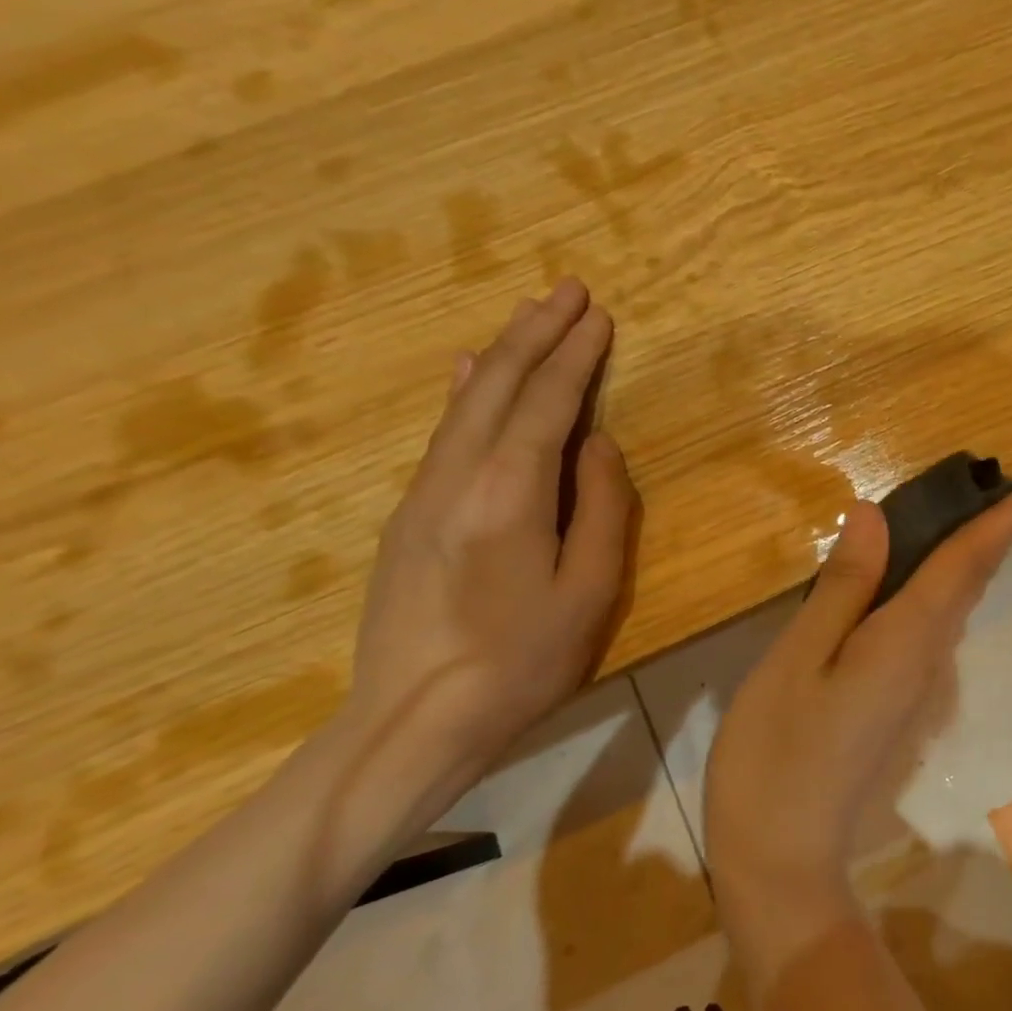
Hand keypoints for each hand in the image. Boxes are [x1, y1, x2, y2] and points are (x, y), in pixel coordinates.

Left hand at [346, 279, 637, 789]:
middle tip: (567, 291)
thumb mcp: (590, 592)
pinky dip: (464, 391)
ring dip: (502, 353)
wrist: (413, 720)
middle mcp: (459, 476)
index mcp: (511, 493)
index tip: (599, 315)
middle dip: (536, 333)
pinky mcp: (409, 516)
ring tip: (530, 316)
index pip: (547, 404)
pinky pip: (444, 433)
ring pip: (466, 403)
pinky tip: (466, 371)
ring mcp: (425, 493)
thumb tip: (599, 445)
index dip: (575, 356)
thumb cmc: (522, 662)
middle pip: (498, 386)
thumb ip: (602, 509)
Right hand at [703, 490, 1011, 977]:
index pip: (962, 568)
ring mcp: (917, 690)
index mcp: (906, 641)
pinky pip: (930, 634)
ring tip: (962, 519)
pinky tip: (912, 580)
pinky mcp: (899, 707)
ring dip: (966, 564)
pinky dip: (936, 594)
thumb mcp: (798, 659)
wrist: (783, 857)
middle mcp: (927, 662)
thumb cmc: (777, 752)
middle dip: (991, 539)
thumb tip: (875, 517)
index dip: (997, 527)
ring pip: (951, 612)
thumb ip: (842, 587)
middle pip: (967, 588)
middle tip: (998, 492)